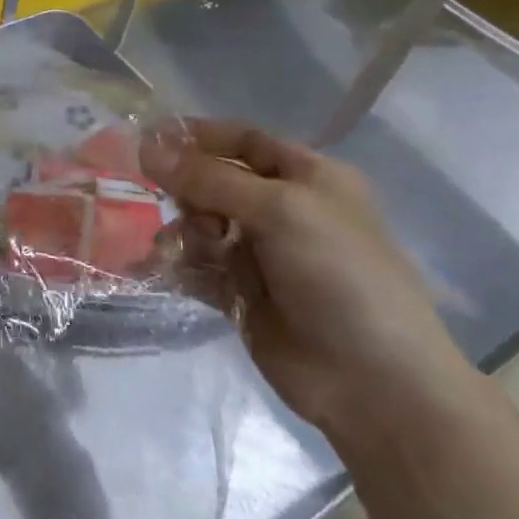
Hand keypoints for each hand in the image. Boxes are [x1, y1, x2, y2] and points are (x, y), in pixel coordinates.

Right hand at [140, 119, 474, 442]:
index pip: (242, 140)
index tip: (146, 139)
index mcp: (306, 177)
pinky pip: (196, 267)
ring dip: (180, 232)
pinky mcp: (240, 294)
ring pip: (199, 225)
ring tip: (173, 251)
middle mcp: (282, 210)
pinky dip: (177, 265)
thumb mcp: (279, 211)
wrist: (373, 382)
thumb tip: (145, 146)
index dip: (197, 136)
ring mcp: (260, 254)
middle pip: (213, 182)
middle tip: (164, 204)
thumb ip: (208, 179)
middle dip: (184, 190)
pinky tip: (161, 270)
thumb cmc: (339, 276)